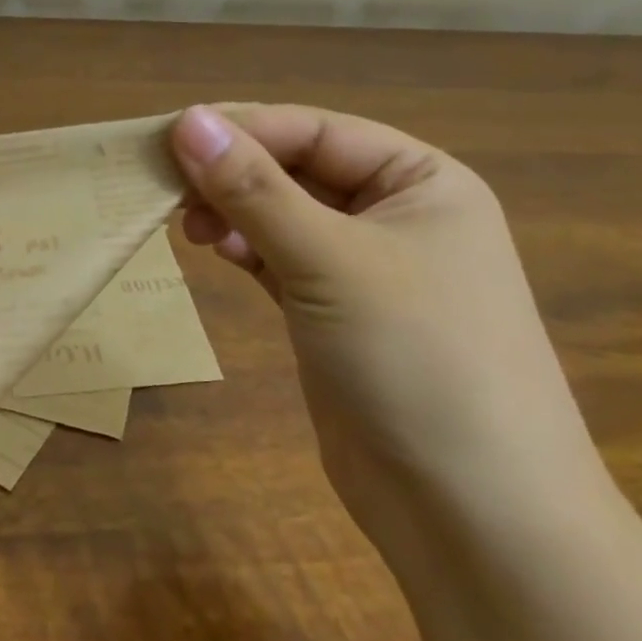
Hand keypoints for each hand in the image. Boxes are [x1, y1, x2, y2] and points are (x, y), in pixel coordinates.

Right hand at [171, 104, 608, 532]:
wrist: (475, 521)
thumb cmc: (418, 360)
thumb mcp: (330, 261)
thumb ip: (255, 188)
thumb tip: (187, 119)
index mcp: (421, 181)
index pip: (316, 131)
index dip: (243, 129)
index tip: (168, 136)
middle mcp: (398, 215)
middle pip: (298, 169)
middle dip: (234, 172)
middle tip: (165, 182)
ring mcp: (367, 268)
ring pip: (285, 215)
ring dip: (234, 210)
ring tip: (184, 222)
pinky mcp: (337, 314)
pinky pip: (281, 259)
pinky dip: (245, 249)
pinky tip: (213, 248)